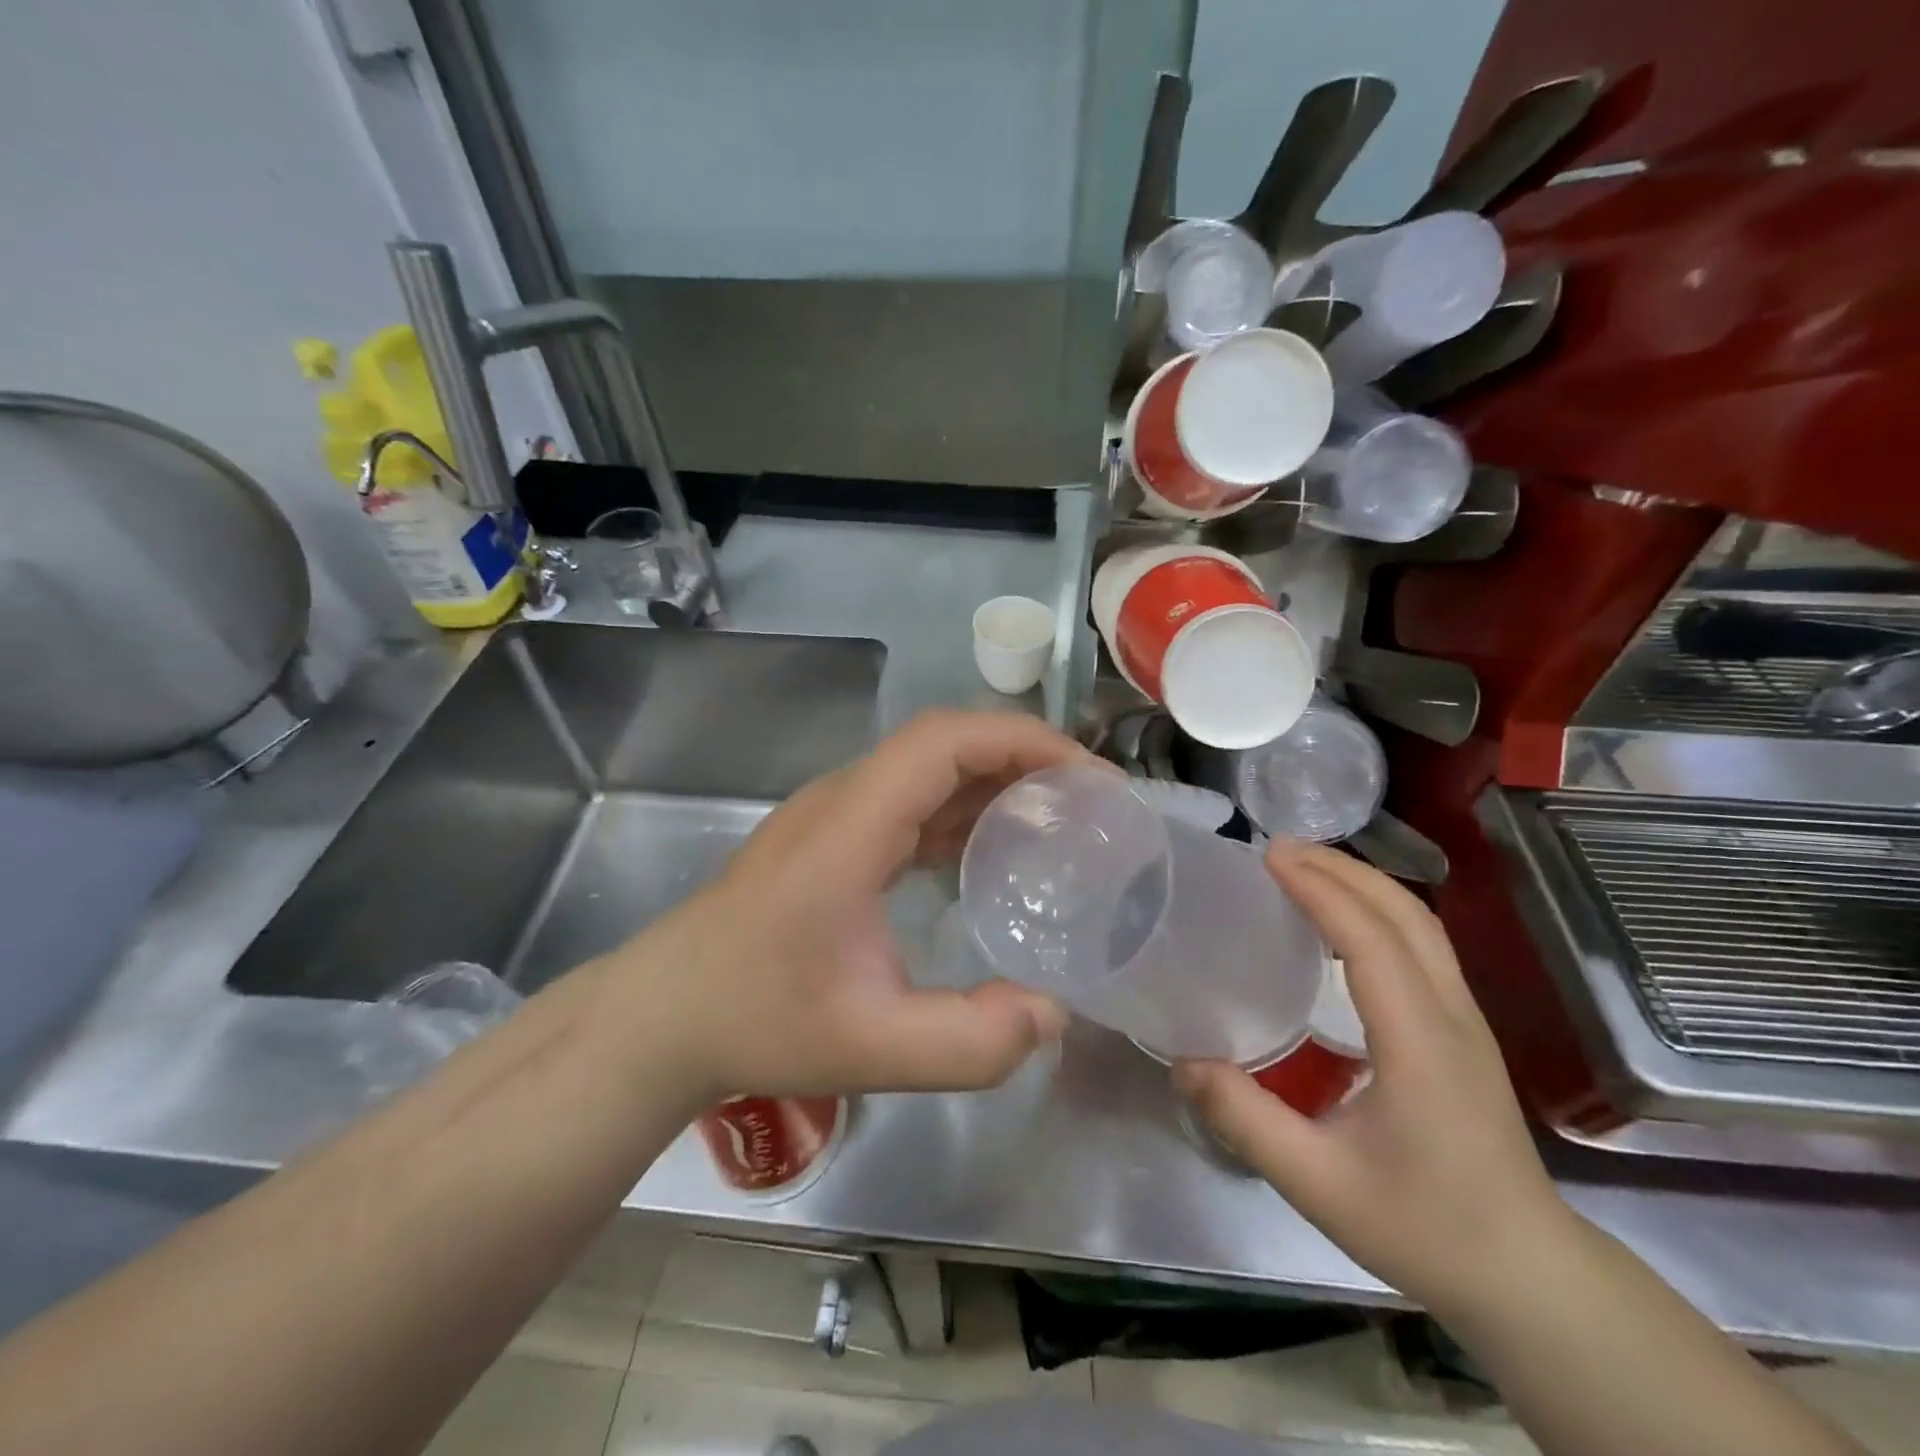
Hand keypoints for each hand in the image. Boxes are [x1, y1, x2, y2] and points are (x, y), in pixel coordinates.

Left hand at [606, 710, 1080, 1103]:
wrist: (666, 1013)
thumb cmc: (758, 1018)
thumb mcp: (871, 1047)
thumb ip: (970, 1043)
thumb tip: (1052, 1013)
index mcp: (852, 825)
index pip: (944, 741)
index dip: (1021, 740)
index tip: (1086, 775)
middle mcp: (844, 800)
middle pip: (943, 744)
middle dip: (1023, 757)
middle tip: (1088, 802)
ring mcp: (834, 814)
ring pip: (928, 769)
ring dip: (994, 781)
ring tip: (1057, 822)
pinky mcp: (833, 836)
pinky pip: (910, 801)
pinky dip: (962, 810)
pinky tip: (991, 853)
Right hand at [1175, 842, 1574, 1317]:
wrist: (1529, 1278)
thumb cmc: (1426, 1229)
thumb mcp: (1318, 1184)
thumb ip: (1246, 1120)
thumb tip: (1183, 1062)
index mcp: (1419, 1043)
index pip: (1370, 940)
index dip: (1320, 890)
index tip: (1269, 856)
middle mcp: (1451, 1016)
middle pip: (1406, 914)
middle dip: (1341, 869)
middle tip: (1277, 849)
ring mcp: (1465, 1021)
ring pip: (1420, 924)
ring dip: (1363, 884)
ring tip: (1303, 870)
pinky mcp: (1463, 1031)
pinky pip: (1422, 946)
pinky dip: (1377, 912)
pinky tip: (1339, 925)